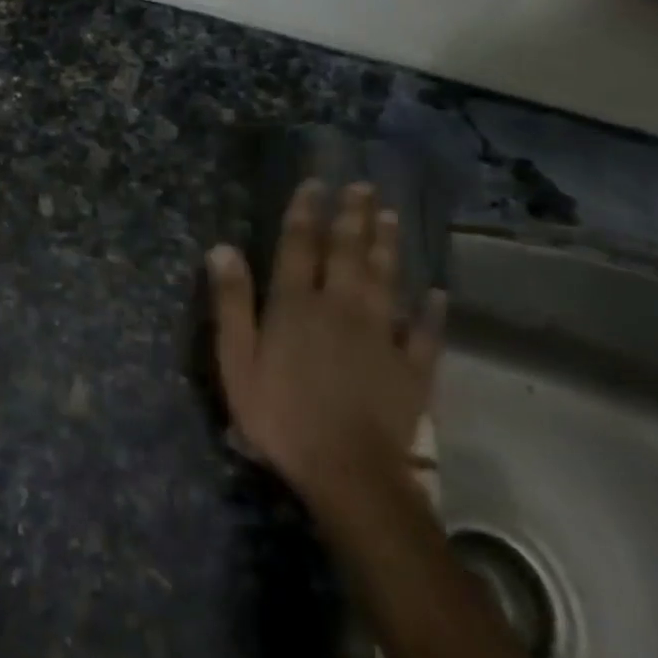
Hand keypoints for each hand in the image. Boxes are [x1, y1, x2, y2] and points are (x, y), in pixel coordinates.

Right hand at [207, 180, 445, 516]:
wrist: (348, 473)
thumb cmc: (280, 416)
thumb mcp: (237, 361)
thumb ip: (231, 303)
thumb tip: (221, 248)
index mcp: (296, 305)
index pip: (299, 246)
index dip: (305, 212)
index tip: (315, 184)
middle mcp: (341, 308)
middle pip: (347, 252)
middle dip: (352, 216)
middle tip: (362, 186)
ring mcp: (381, 336)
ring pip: (385, 280)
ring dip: (388, 246)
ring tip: (390, 216)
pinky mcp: (410, 368)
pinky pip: (424, 333)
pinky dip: (431, 312)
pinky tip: (437, 294)